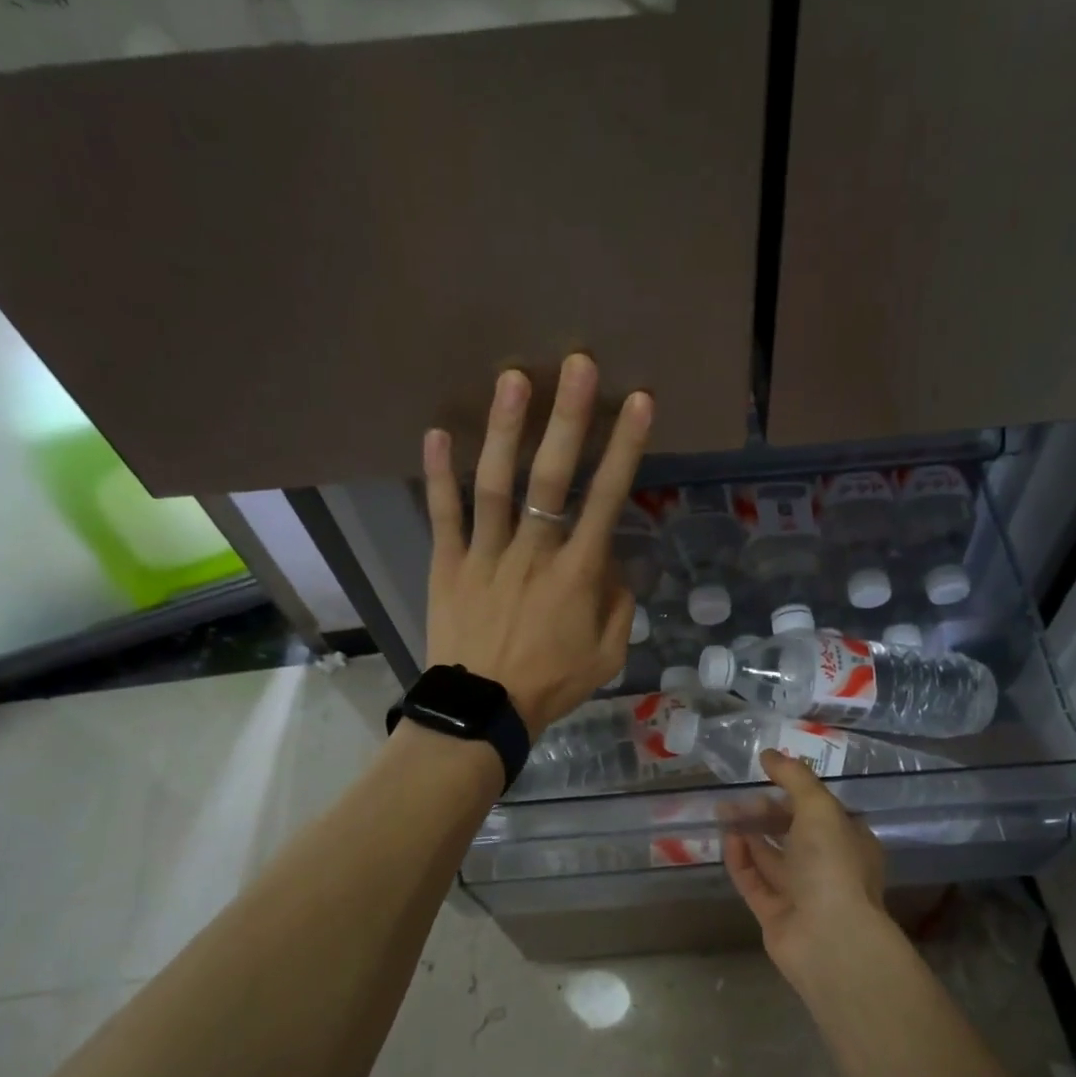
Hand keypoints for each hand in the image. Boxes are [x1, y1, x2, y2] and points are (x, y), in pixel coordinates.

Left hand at [422, 354, 652, 737]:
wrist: (482, 711)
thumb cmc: (550, 684)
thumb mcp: (606, 656)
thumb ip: (618, 605)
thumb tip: (615, 562)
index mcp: (577, 574)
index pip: (607, 500)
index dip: (625, 449)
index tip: (639, 403)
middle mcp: (534, 553)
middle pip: (553, 478)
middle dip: (569, 419)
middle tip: (578, 365)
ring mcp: (486, 555)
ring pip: (496, 484)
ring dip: (505, 430)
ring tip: (513, 378)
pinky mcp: (448, 564)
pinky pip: (443, 515)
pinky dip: (438, 475)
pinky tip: (436, 433)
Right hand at [723, 750, 892, 982]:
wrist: (829, 938)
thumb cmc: (832, 864)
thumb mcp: (819, 807)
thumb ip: (794, 778)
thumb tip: (769, 753)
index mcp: (849, 841)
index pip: (820, 811)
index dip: (794, 793)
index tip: (767, 776)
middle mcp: (827, 866)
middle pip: (791, 833)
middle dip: (764, 813)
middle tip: (737, 799)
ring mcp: (801, 893)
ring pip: (770, 857)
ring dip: (748, 833)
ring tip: (722, 812)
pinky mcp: (775, 914)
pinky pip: (754, 881)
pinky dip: (740, 860)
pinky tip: (727, 840)